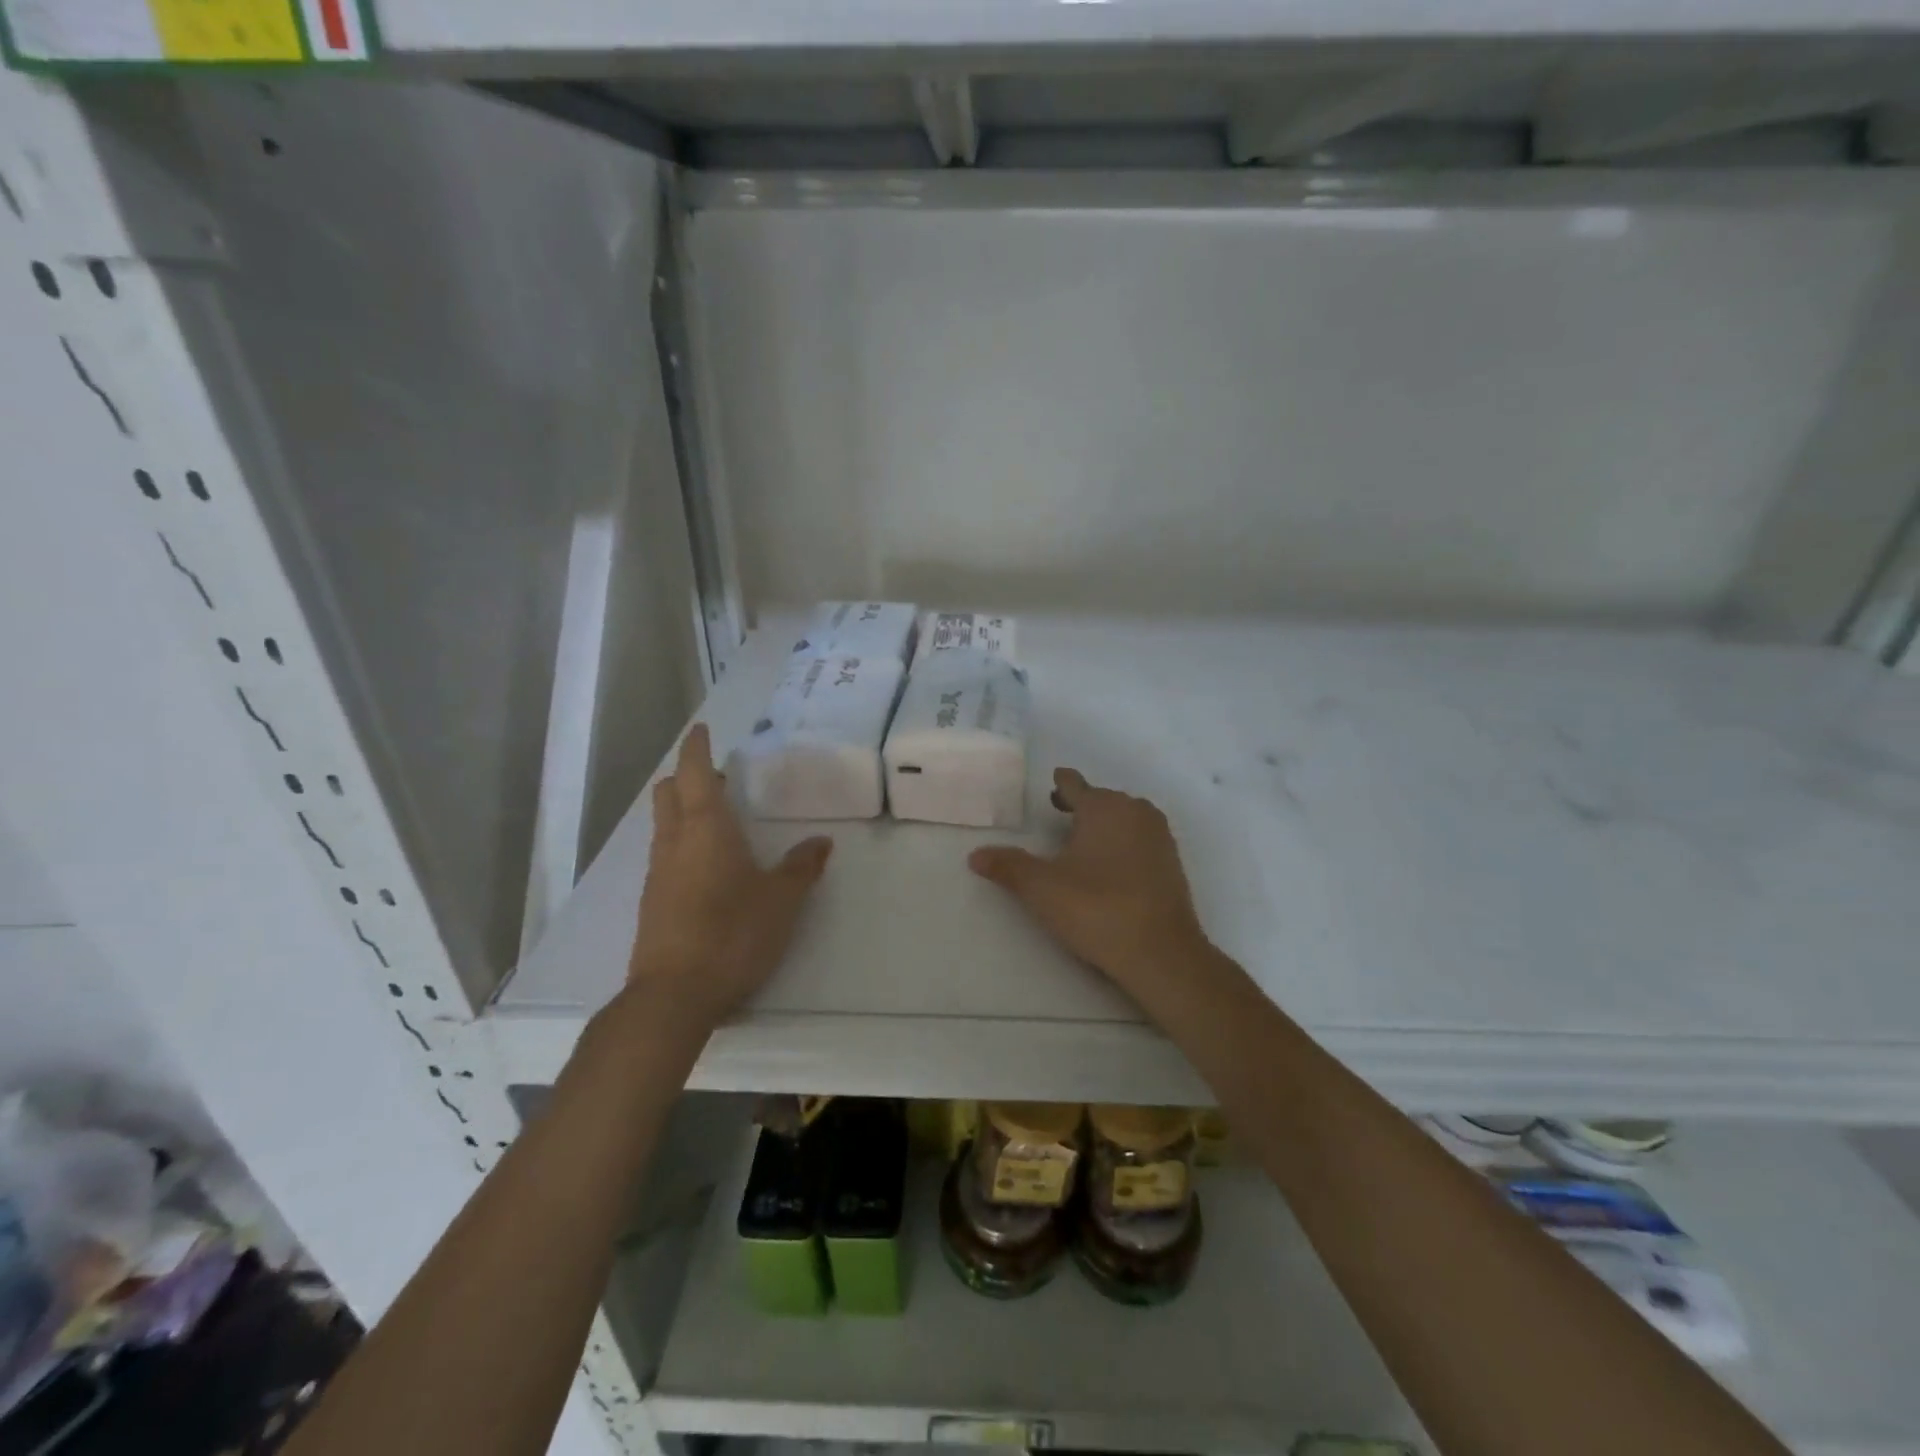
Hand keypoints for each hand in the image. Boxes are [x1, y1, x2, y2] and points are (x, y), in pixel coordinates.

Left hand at [627, 724, 831, 1032]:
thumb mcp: (782, 899)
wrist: (674, 996)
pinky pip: (666, 855)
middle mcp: (675, 843)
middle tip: (719, 777)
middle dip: (688, 776)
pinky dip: (682, 843)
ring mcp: (659, 874)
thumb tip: (821, 843)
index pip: (696, 773)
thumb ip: (802, 867)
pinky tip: (708, 866)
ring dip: (684, 810)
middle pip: (669, 794)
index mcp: (706, 829)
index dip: (698, 748)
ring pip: (665, 825)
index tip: (702, 729)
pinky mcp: (653, 902)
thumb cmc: (733, 933)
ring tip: (718, 818)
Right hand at [969, 767, 1211, 1003]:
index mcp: (1104, 807)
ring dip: (1104, 824)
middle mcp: (1135, 812)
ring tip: (1081, 840)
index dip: (1060, 785)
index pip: (1075, 784)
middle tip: (1058, 812)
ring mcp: (1159, 837)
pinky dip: (1123, 843)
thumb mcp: (1041, 888)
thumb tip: (975, 855)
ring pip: (1125, 818)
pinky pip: (1140, 840)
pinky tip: (1110, 866)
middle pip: (1102, 799)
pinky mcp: (1172, 864)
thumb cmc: (1096, 908)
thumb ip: (1008, 867)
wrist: (1162, 953)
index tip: (1052, 784)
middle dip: (1081, 804)